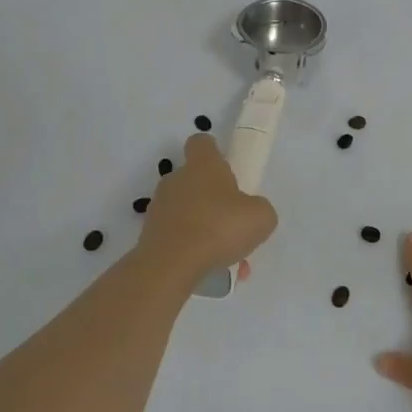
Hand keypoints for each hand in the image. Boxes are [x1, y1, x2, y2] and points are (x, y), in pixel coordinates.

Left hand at [138, 133, 277, 283]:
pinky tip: (211, 268)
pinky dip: (193, 248)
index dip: (214, 151)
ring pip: (187, 210)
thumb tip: (250, 211)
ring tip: (226, 255)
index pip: (201, 142)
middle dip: (213, 197)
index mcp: (203, 166)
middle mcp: (176, 179)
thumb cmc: (220, 228)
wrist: (171, 264)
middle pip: (194, 178)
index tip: (227, 167)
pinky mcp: (150, 233)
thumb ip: (259, 208)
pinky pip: (178, 235)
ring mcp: (160, 207)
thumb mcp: (261, 217)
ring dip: (205, 226)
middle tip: (233, 220)